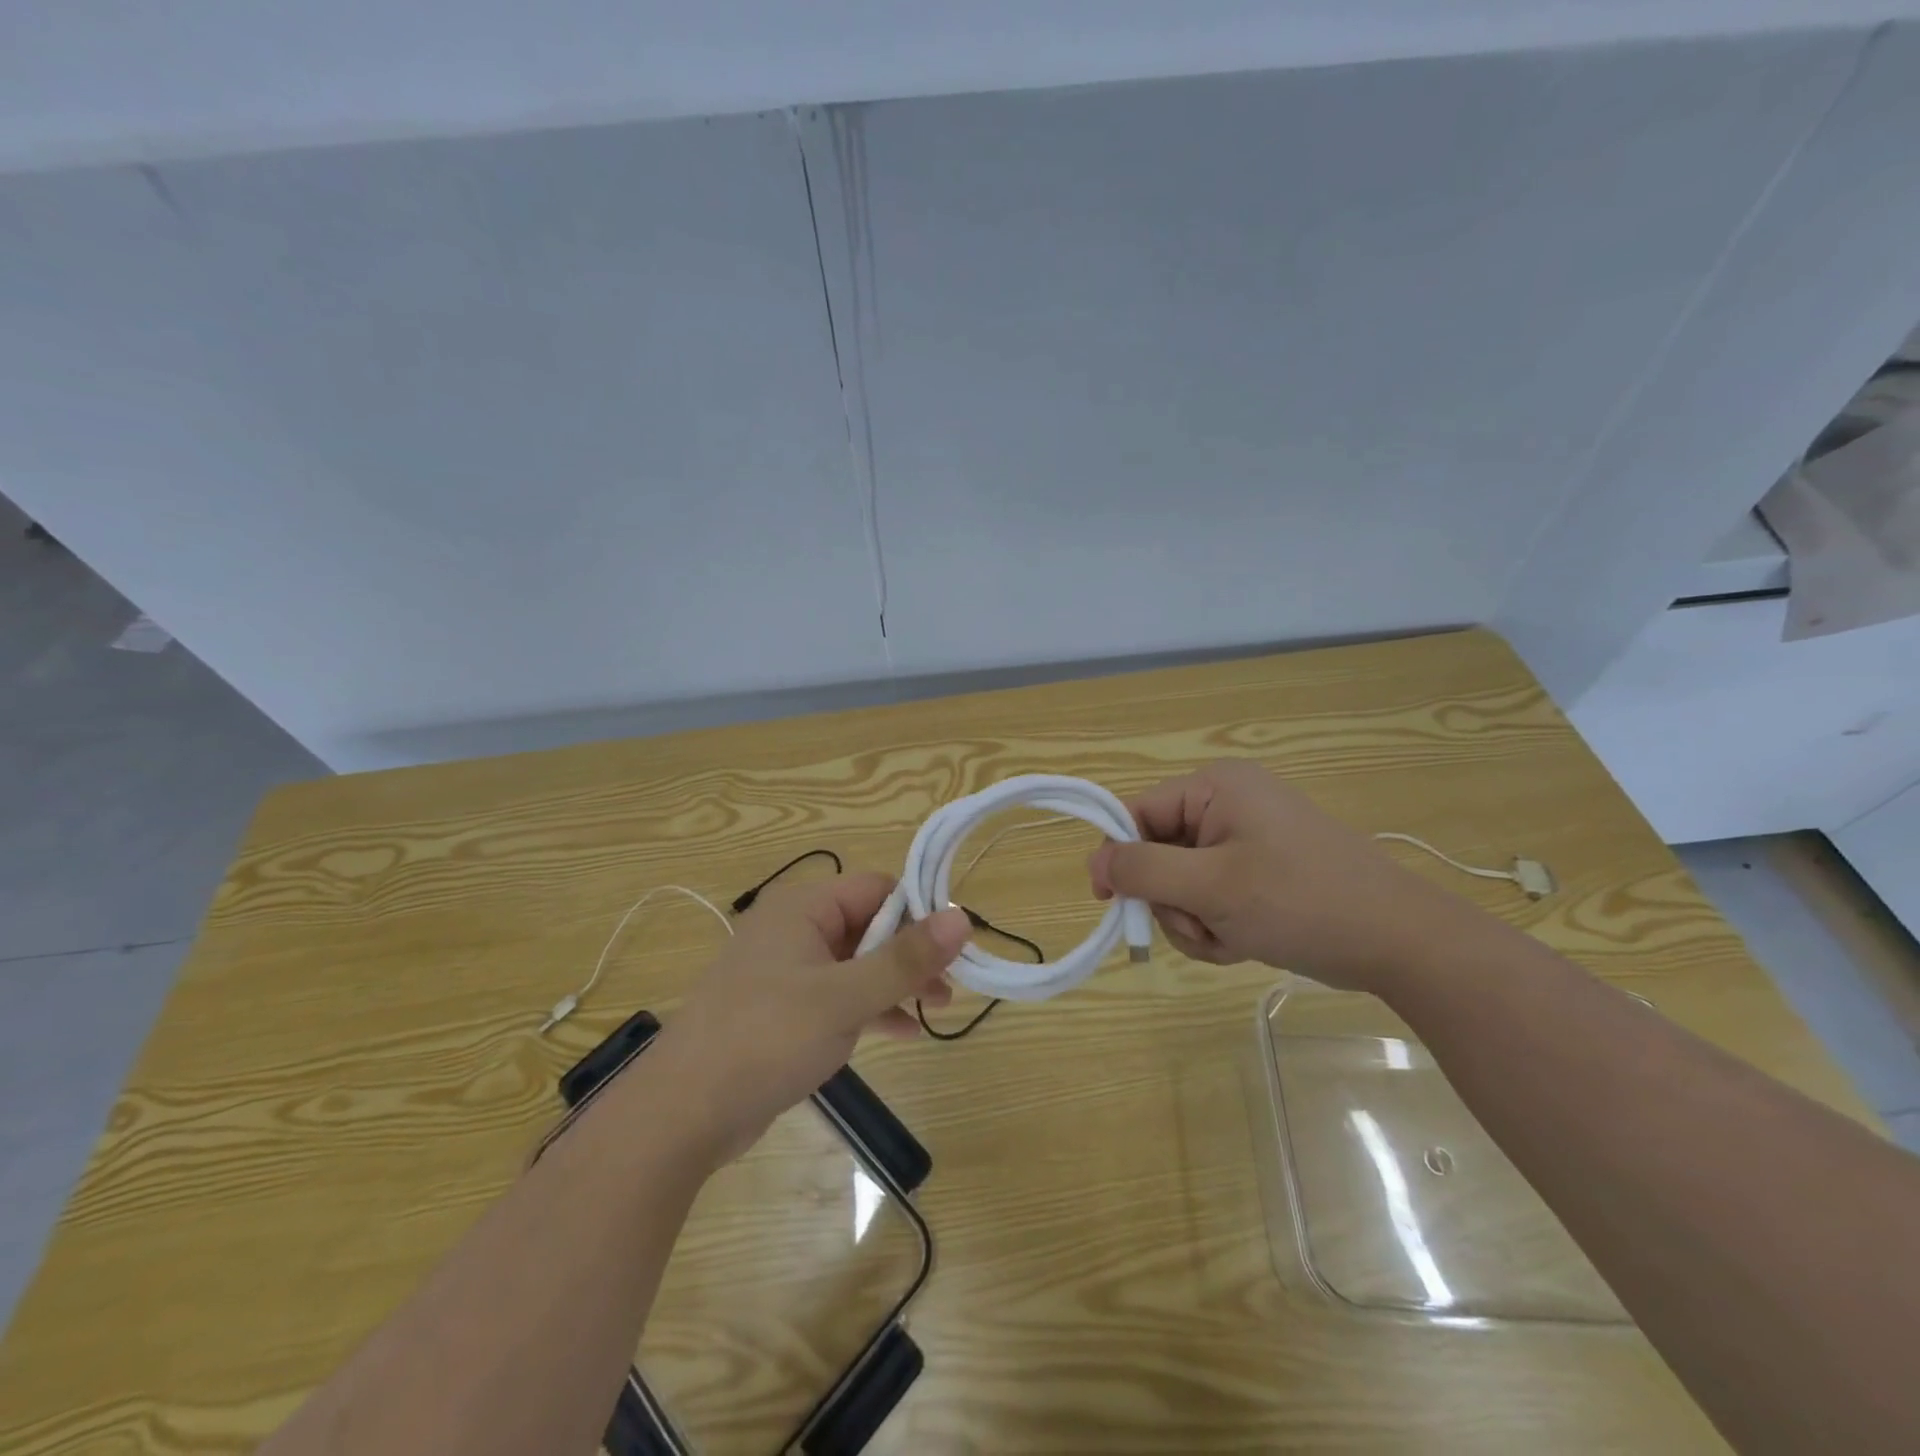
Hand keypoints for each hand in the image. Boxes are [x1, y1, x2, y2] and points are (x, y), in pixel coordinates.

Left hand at [649, 873, 969, 1162]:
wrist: (684, 1113)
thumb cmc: (766, 1038)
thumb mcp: (844, 997)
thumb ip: (905, 959)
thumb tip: (962, 917)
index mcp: (803, 908)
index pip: (877, 888)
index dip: (919, 911)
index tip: (955, 945)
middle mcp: (795, 929)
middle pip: (869, 924)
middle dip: (911, 952)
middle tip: (951, 983)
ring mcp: (788, 971)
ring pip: (857, 962)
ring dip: (896, 981)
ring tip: (938, 1007)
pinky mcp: (785, 1010)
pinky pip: (839, 995)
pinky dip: (871, 1008)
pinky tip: (904, 1032)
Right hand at [1087, 760, 1458, 992]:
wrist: (1400, 943)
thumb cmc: (1301, 902)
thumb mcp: (1212, 887)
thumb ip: (1143, 871)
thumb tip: (1093, 862)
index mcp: (1215, 788)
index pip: (1137, 813)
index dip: (1119, 857)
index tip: (1112, 903)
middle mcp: (1227, 804)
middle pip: (1158, 852)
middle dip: (1171, 900)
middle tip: (1201, 927)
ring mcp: (1246, 839)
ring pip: (1183, 883)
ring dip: (1194, 920)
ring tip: (1230, 939)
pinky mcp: (1261, 871)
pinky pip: (1212, 896)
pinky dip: (1217, 924)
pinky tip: (1244, 943)